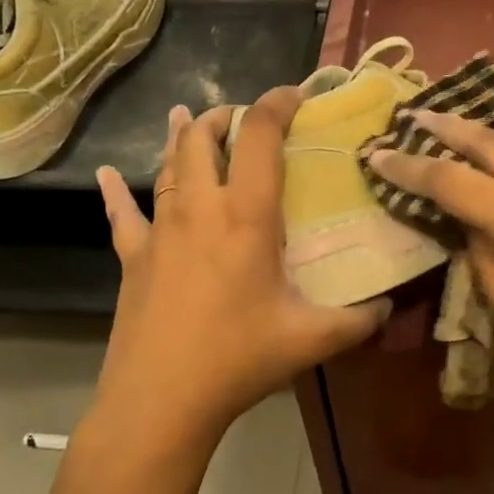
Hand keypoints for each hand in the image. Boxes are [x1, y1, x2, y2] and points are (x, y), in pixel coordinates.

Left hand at [91, 88, 387, 457]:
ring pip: (168, 166)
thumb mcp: (312, 339)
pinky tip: (103, 175)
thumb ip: (359, 319)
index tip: (295, 93)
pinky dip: (113, 191)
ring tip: (190, 117)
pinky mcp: (133, 257)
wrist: (161, 400)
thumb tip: (389, 306)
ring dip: (182, 138)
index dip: (277, 104)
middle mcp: (201, 209)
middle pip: (205, 140)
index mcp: (247, 217)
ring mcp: (160, 230)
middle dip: (224, 116)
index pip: (261, 138)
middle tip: (241, 115)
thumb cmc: (238, 359)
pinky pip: (121, 214)